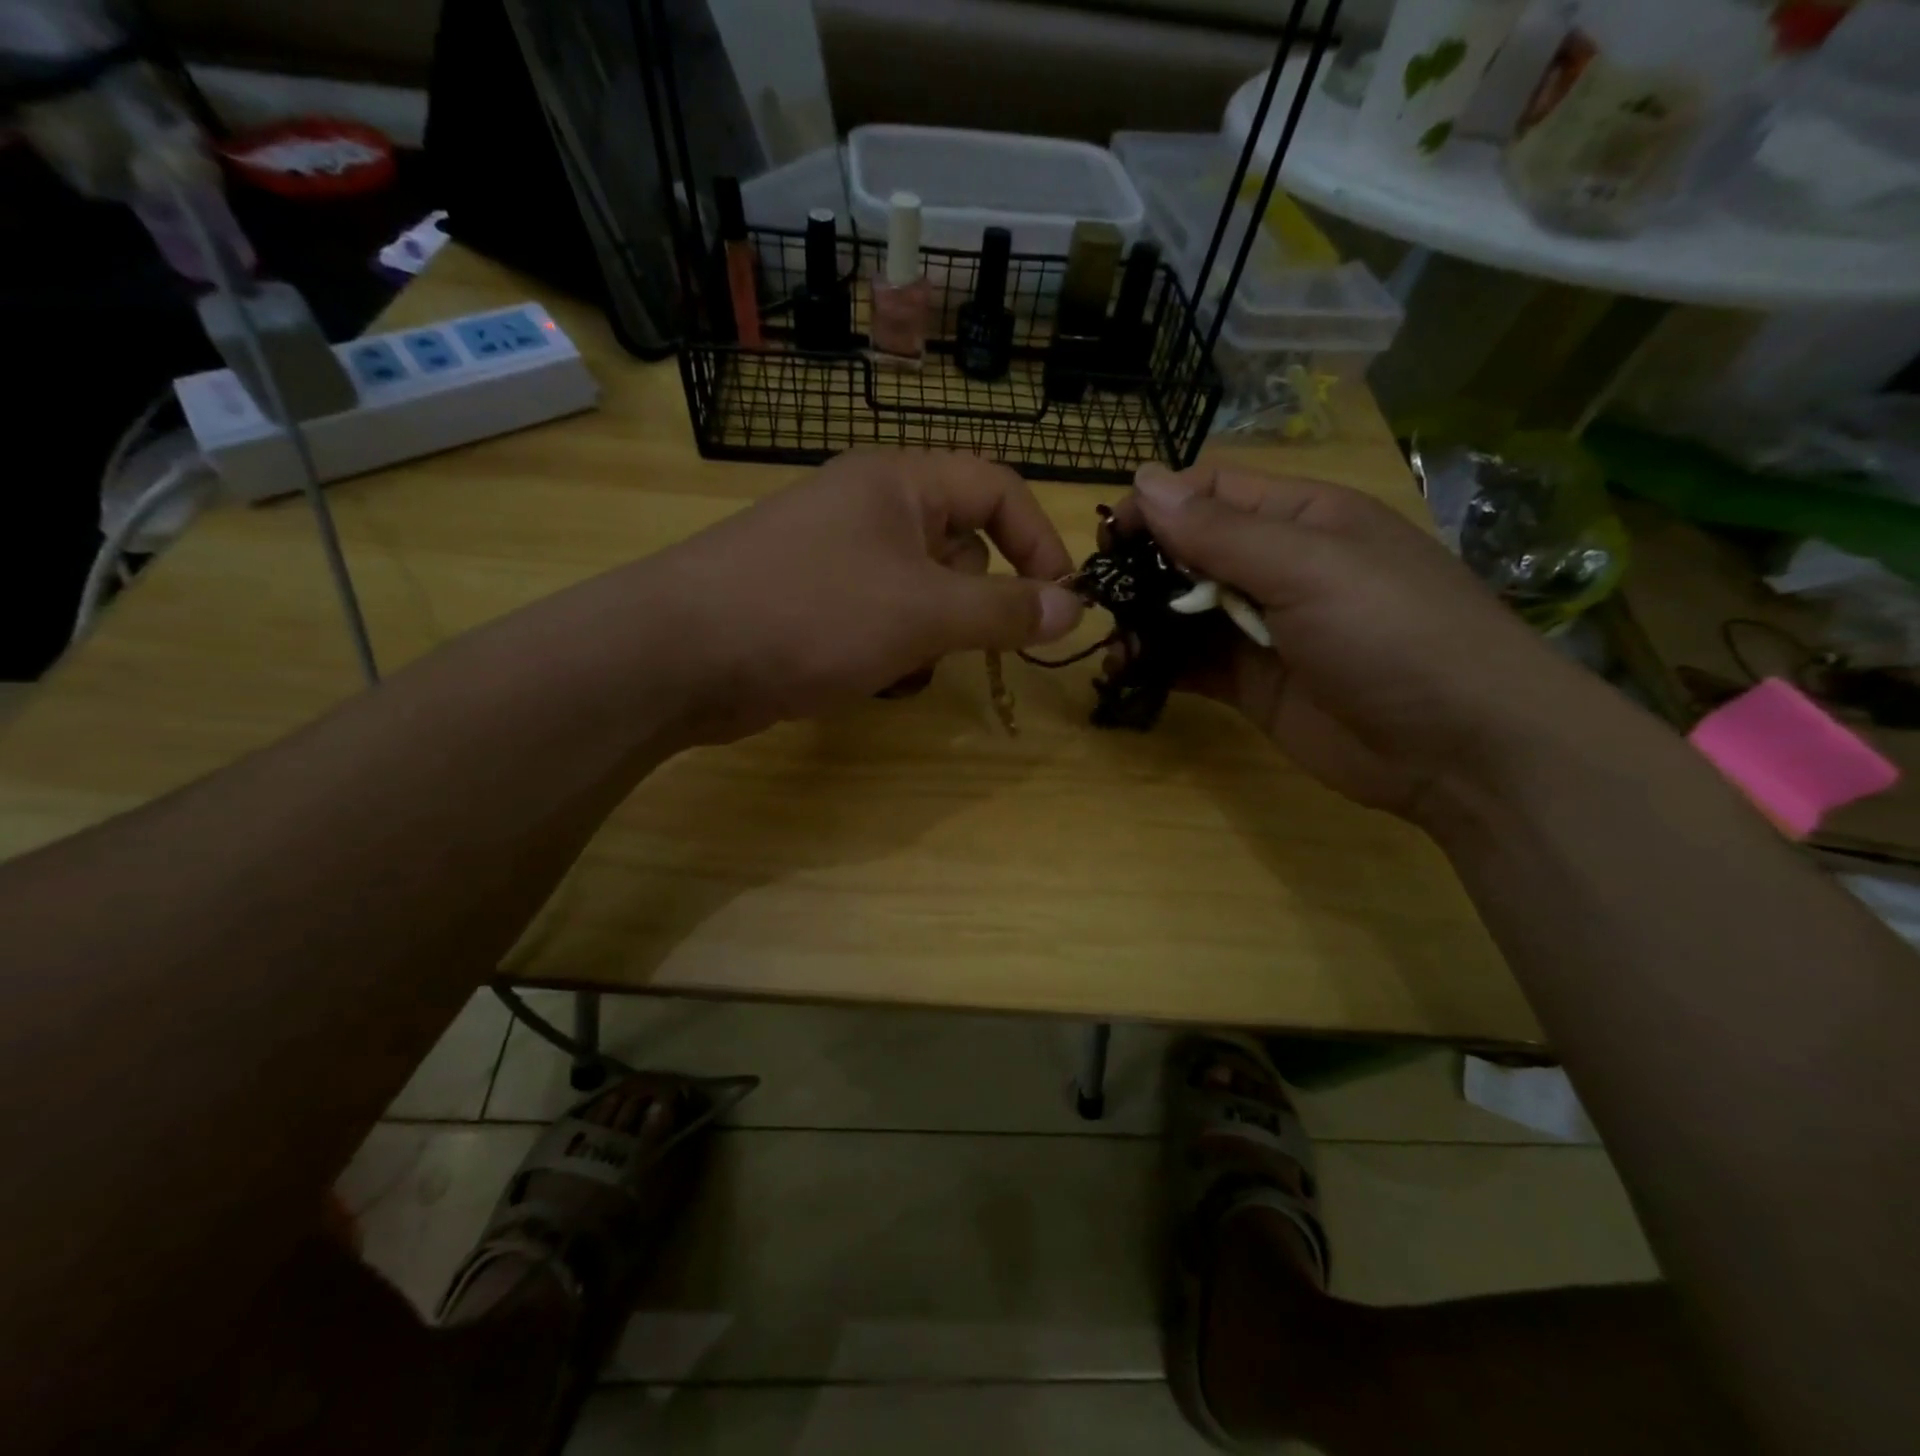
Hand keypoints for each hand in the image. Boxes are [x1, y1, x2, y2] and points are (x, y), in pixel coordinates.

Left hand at [645, 449, 1082, 744]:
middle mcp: (868, 509)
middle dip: (968, 604)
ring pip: (920, 595)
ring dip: (927, 638)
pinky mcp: (811, 603)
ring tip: (899, 665)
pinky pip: (879, 621)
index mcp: (899, 483)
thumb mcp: (923, 612)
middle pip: (959, 546)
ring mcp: (836, 558)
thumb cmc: (813, 613)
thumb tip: (1074, 607)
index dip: (1037, 540)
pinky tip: (866, 679)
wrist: (679, 655)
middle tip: (955, 641)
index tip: (1058, 601)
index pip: (997, 487)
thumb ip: (1004, 610)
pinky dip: (888, 652)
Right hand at [1119, 462, 1608, 822]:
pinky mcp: (1250, 683)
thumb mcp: (1310, 568)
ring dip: (1141, 621)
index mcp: (1301, 519)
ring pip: (1182, 612)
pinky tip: (1125, 672)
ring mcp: (1262, 629)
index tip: (1109, 536)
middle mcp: (1277, 567)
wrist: (1460, 750)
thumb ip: (1222, 532)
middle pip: (1190, 552)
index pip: (1212, 493)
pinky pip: (1190, 663)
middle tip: (1099, 594)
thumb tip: (1145, 480)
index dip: (1158, 505)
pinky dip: (1155, 665)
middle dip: (1142, 568)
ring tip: (1108, 640)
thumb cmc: (1395, 634)